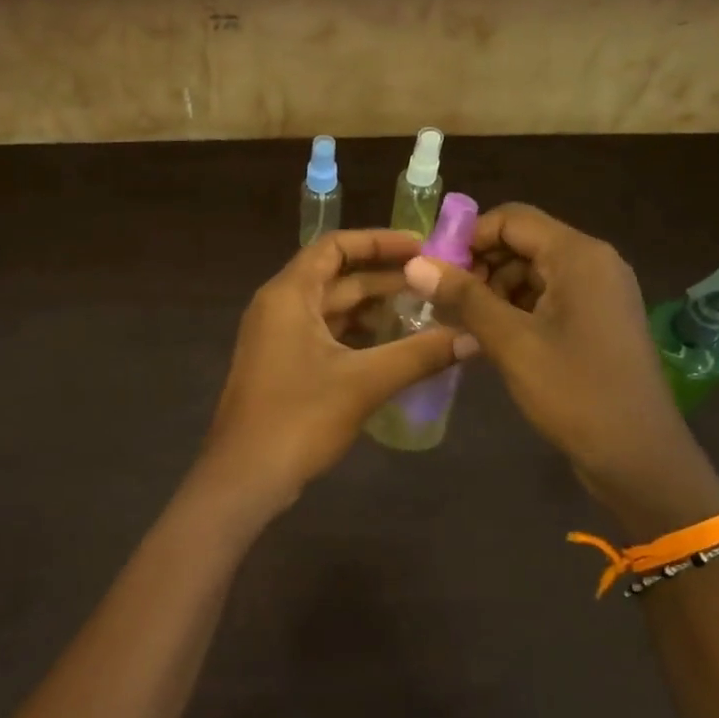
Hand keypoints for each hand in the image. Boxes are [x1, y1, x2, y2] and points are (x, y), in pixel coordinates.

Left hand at [198, 229, 472, 513]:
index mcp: (289, 294)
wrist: (245, 477)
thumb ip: (420, 355)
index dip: (379, 241)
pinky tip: (394, 350)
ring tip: (425, 315)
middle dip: (386, 279)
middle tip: (436, 284)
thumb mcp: (364, 382)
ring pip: (332, 311)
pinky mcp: (282, 367)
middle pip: (336, 278)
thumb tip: (473, 337)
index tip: (423, 247)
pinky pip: (325, 337)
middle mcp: (279, 307)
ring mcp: (277, 339)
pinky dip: (358, 337)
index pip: (335, 246)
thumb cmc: (299, 418)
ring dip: (374, 311)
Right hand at [406, 204, 718, 538]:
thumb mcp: (511, 343)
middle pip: (522, 243)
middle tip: (444, 303)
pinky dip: (515, 310)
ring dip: (493, 292)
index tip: (433, 272)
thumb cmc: (574, 392)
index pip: (511, 219)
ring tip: (463, 326)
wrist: (637, 456)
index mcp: (579, 256)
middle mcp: (594, 263)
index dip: (467, 238)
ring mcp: (599, 293)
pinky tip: (491, 339)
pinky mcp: (597, 321)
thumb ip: (463, 298)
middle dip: (479, 267)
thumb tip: (414, 264)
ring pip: (532, 272)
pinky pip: (548, 298)